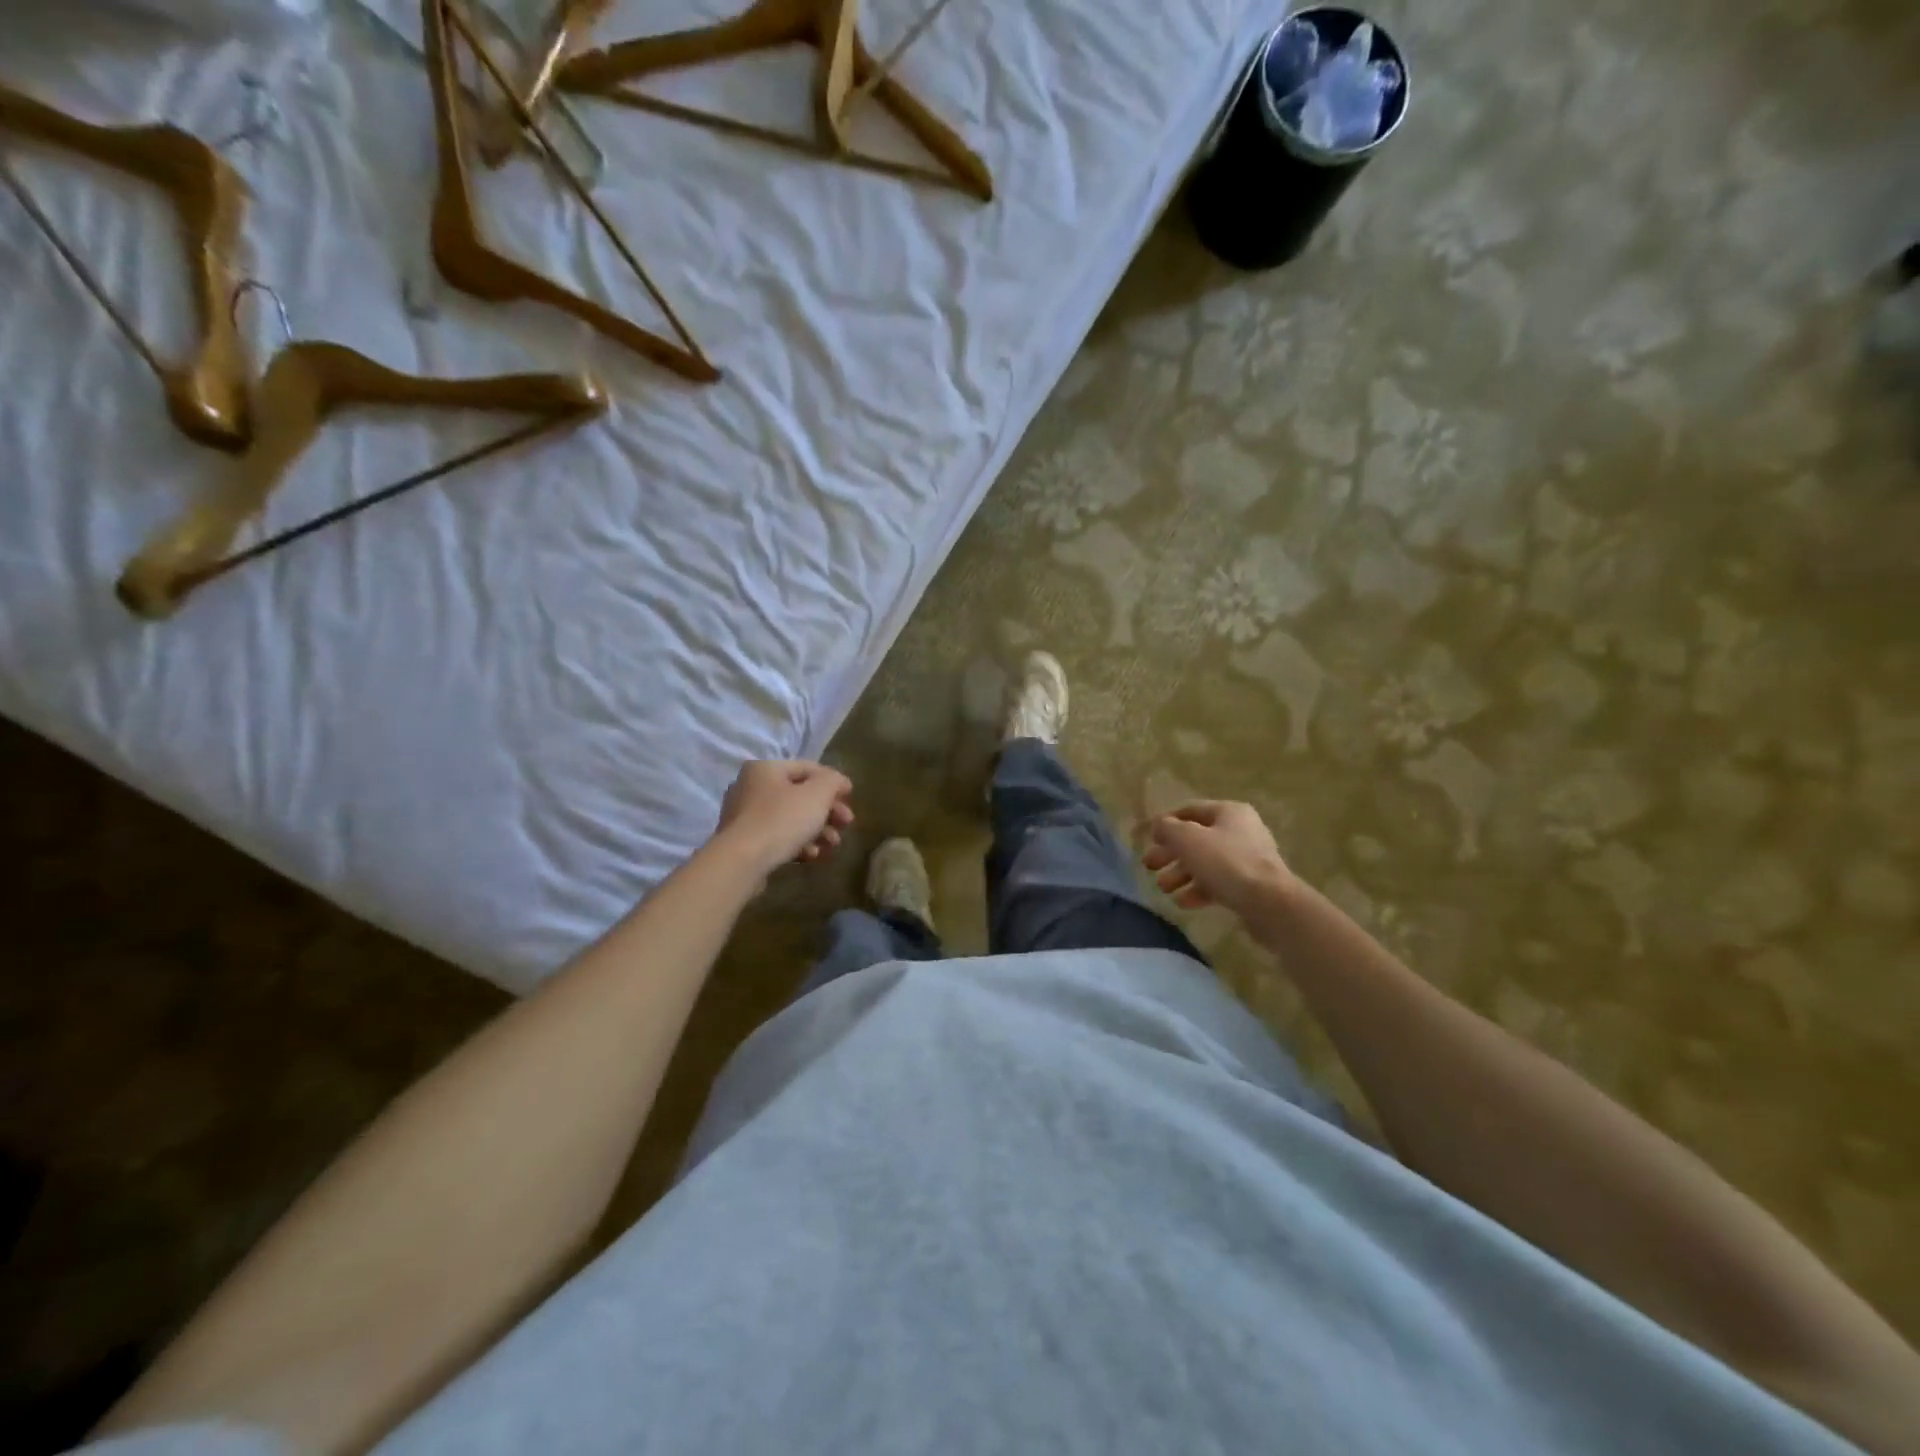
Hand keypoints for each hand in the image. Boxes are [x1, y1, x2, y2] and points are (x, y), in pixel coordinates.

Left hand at [714, 760, 853, 875]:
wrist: (742, 862)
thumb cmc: (782, 820)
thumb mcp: (817, 794)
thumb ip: (832, 781)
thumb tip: (838, 781)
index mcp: (765, 769)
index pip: (807, 768)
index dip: (833, 781)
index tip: (851, 797)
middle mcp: (750, 787)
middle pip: (800, 796)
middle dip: (827, 811)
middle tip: (846, 824)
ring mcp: (744, 816)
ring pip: (790, 819)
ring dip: (816, 830)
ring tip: (832, 845)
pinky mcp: (744, 842)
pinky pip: (778, 837)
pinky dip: (798, 843)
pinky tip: (812, 856)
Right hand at [1142, 800, 1295, 919]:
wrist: (1269, 903)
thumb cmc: (1226, 862)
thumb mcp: (1188, 839)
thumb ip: (1168, 829)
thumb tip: (1159, 826)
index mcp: (1229, 812)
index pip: (1190, 810)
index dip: (1166, 823)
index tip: (1148, 839)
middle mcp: (1240, 831)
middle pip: (1196, 839)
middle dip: (1170, 853)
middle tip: (1149, 866)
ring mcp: (1247, 860)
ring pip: (1205, 863)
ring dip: (1180, 874)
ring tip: (1163, 888)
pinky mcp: (1250, 886)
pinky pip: (1218, 883)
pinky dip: (1198, 890)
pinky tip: (1182, 902)